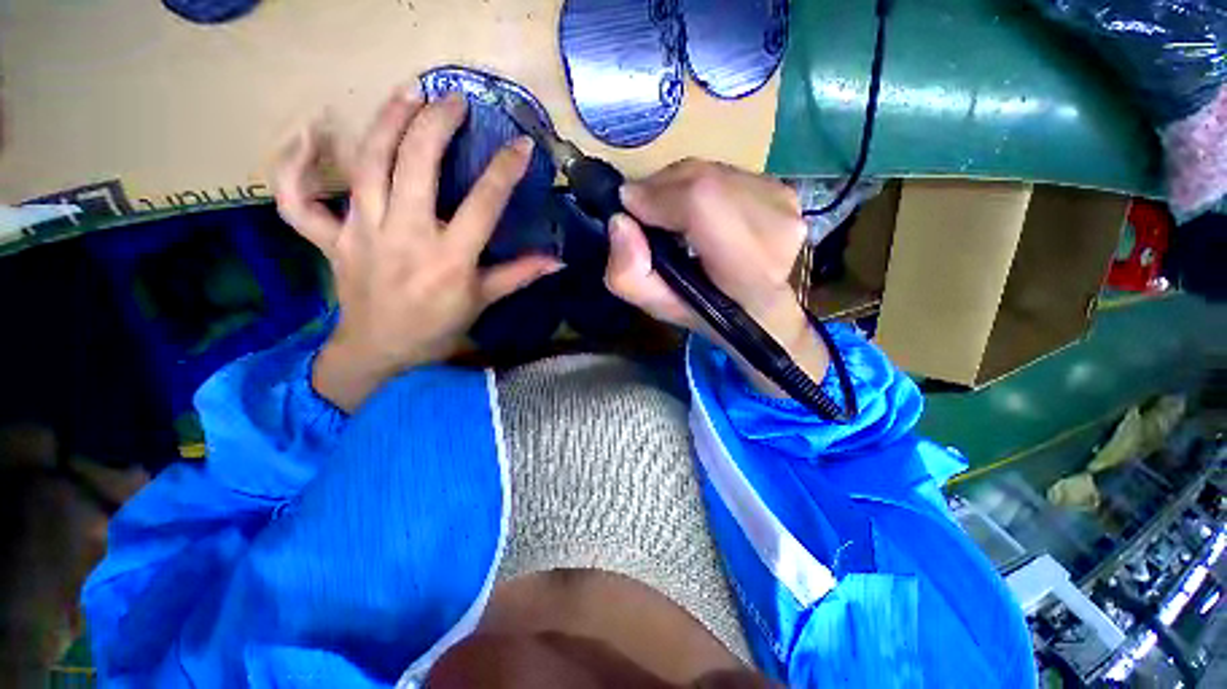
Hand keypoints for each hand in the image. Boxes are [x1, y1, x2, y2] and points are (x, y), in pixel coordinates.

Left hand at [274, 85, 560, 410]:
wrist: (381, 352)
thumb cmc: (438, 328)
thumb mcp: (483, 303)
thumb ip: (519, 275)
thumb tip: (557, 261)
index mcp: (449, 259)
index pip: (483, 204)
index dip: (505, 171)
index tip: (521, 144)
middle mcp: (404, 236)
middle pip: (415, 165)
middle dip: (436, 125)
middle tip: (454, 99)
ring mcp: (360, 233)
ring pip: (366, 165)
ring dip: (387, 121)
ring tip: (407, 93)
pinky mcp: (328, 238)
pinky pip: (296, 199)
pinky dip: (291, 165)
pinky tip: (304, 135)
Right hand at [603, 160, 828, 394]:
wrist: (759, 308)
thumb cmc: (707, 312)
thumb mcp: (657, 307)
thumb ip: (629, 274)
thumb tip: (620, 222)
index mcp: (749, 269)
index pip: (703, 204)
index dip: (660, 197)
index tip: (630, 207)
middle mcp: (777, 228)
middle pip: (703, 179)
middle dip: (661, 189)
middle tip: (644, 211)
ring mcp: (786, 203)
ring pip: (710, 171)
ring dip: (677, 186)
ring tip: (667, 213)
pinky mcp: (783, 188)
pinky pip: (724, 170)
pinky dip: (697, 183)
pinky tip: (694, 209)